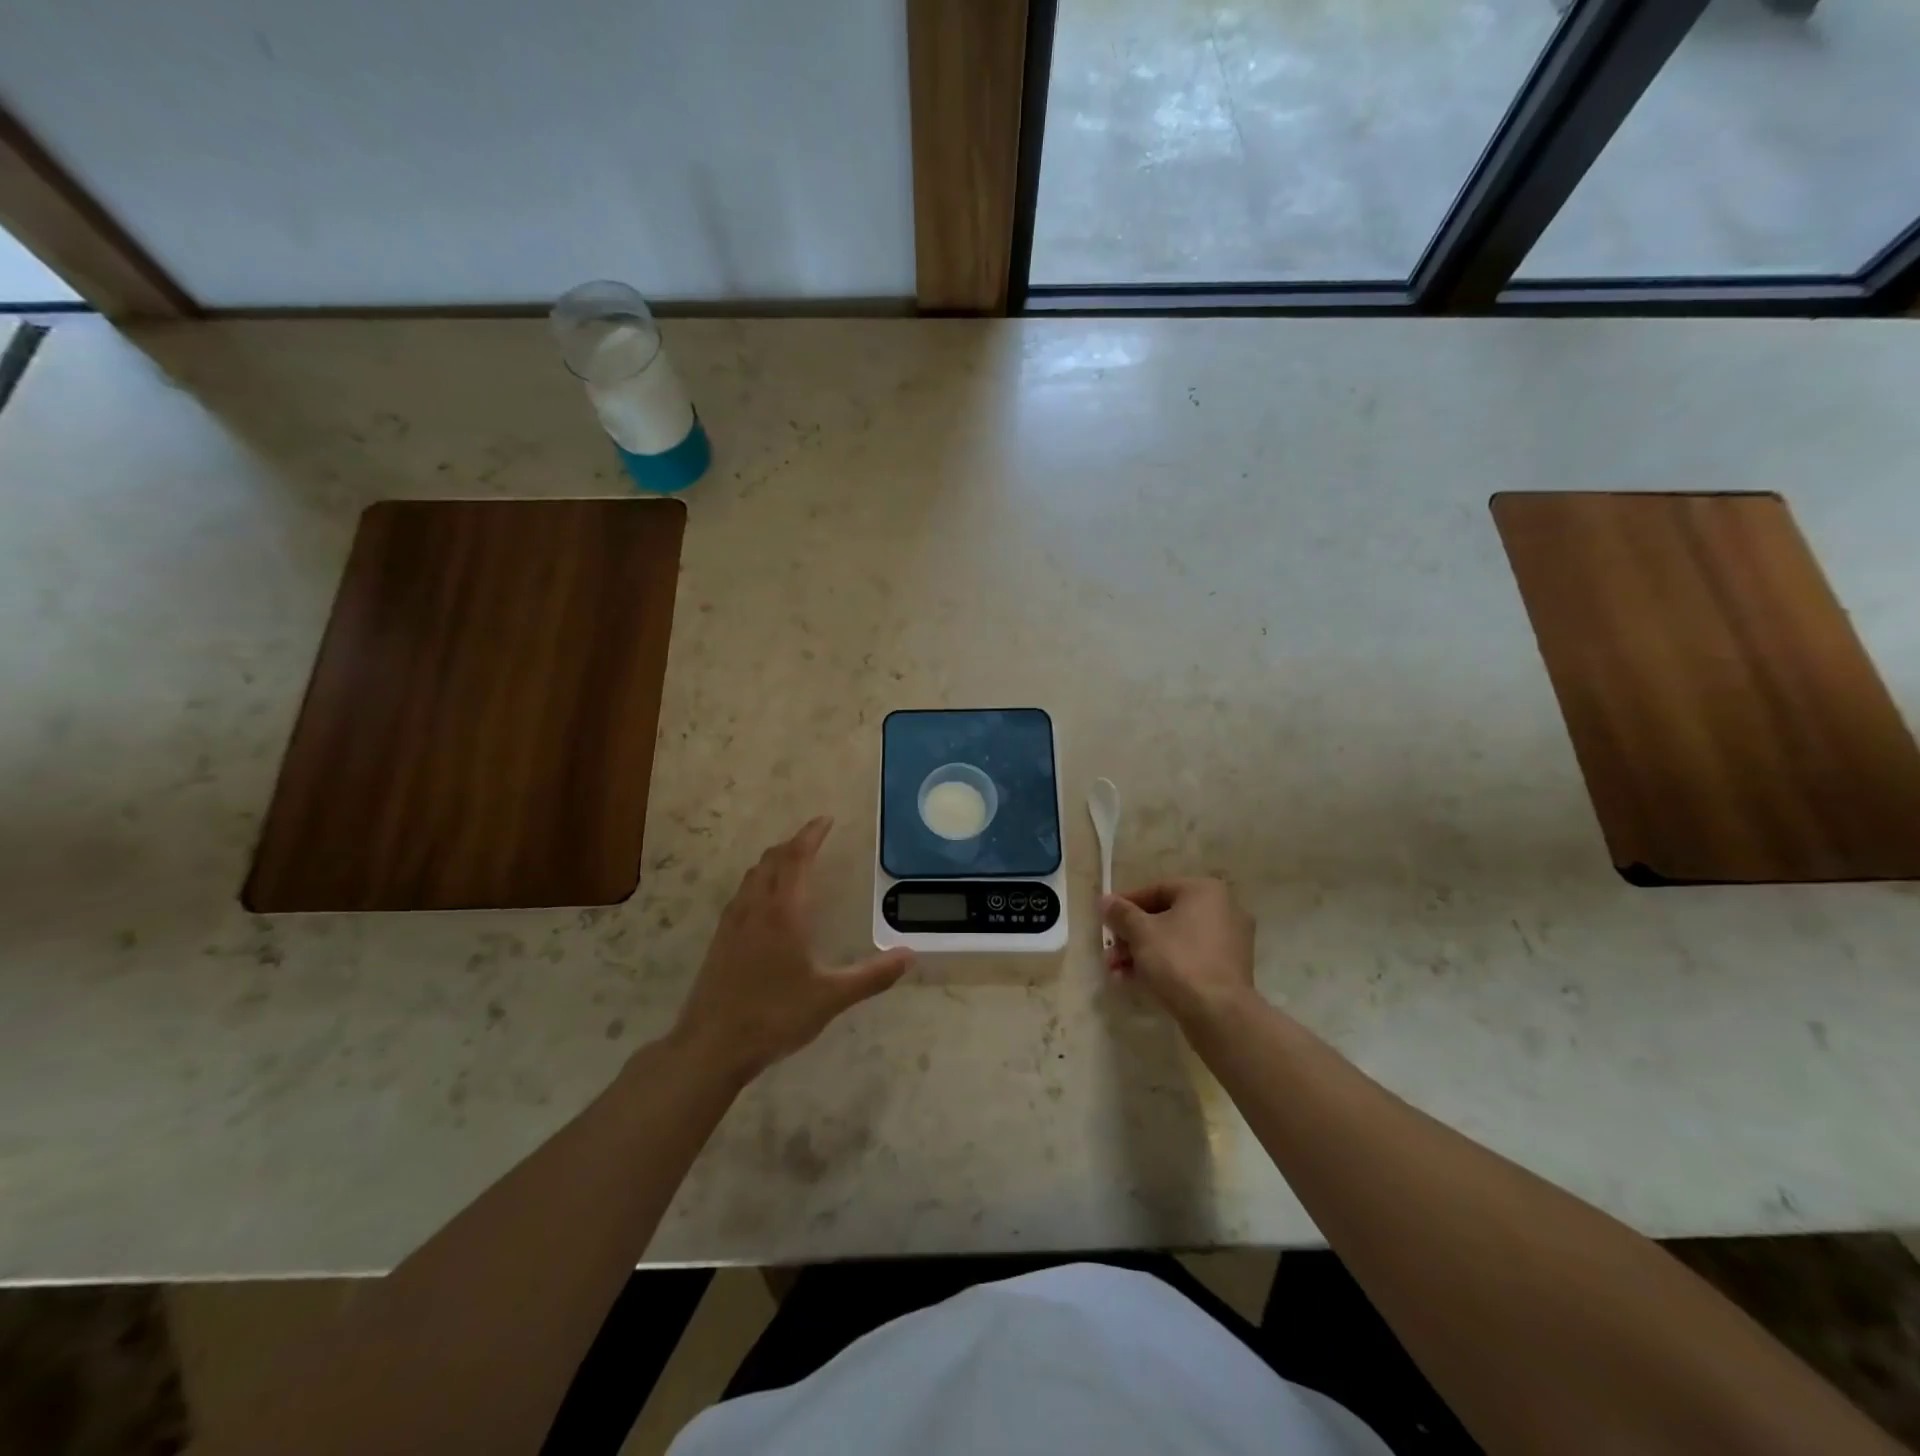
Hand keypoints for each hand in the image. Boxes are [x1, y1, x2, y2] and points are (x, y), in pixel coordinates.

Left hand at [672, 817, 913, 1081]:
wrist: (711, 1046)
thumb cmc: (774, 1016)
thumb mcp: (831, 998)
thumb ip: (872, 976)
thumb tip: (909, 956)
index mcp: (783, 912)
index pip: (797, 858)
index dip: (811, 835)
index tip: (826, 820)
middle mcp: (755, 908)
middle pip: (772, 860)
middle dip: (794, 843)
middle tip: (815, 838)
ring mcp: (733, 923)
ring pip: (753, 875)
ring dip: (774, 861)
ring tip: (793, 863)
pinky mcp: (720, 940)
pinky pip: (742, 894)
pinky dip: (759, 881)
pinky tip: (766, 903)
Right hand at [1102, 877, 1256, 1028]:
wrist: (1218, 1013)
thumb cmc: (1178, 959)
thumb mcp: (1141, 932)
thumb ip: (1121, 913)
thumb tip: (1106, 901)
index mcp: (1205, 891)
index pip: (1157, 890)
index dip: (1126, 905)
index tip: (1106, 920)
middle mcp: (1223, 910)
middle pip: (1165, 918)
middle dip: (1132, 936)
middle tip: (1109, 953)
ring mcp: (1229, 942)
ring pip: (1175, 941)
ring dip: (1142, 953)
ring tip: (1116, 971)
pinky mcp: (1228, 971)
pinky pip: (1189, 959)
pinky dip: (1164, 966)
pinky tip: (1136, 982)